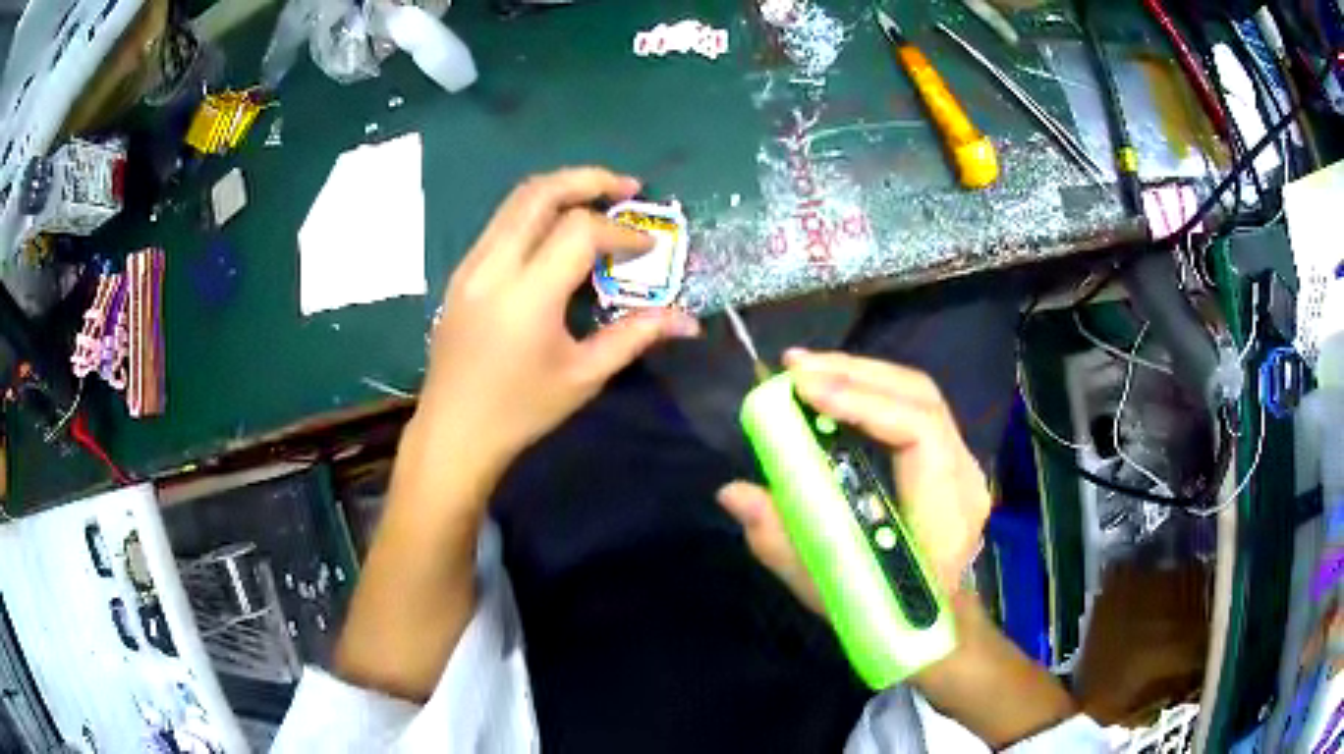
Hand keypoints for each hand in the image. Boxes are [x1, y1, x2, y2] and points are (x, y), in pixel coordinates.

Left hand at [415, 167, 700, 487]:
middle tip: (627, 188)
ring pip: (516, 200)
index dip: (621, 231)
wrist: (453, 431)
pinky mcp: (461, 272)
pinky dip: (536, 211)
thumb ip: (635, 337)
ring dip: (561, 189)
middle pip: (540, 193)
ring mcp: (471, 265)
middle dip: (588, 179)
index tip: (648, 248)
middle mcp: (493, 266)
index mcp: (527, 295)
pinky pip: (501, 222)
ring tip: (598, 199)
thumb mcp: (584, 376)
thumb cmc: (521, 410)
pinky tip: (559, 230)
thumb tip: (687, 321)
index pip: (579, 231)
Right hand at [718, 351, 1078, 745]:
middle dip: (854, 373)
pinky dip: (871, 388)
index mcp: (945, 512)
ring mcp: (962, 461)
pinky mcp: (949, 456)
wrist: (937, 622)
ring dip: (860, 372)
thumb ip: (780, 541)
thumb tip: (734, 491)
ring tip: (805, 368)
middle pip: (920, 396)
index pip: (919, 431)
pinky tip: (834, 387)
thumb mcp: (826, 589)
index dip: (862, 402)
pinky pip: (913, 407)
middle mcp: (964, 475)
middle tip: (793, 367)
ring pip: (919, 393)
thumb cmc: (885, 613)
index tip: (804, 390)